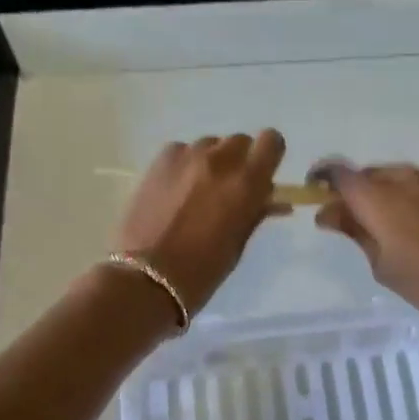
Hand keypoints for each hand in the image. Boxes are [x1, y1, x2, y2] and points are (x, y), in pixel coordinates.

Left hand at [113, 131, 286, 315]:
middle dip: (239, 160)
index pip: (271, 142)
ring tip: (197, 191)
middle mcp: (220, 161)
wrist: (146, 278)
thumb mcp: (238, 244)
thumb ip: (255, 213)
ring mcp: (186, 156)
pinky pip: (181, 151)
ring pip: (209, 145)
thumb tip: (271, 199)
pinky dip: (184, 165)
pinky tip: (174, 190)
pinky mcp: (159, 160)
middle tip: (228, 189)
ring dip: (210, 162)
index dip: (269, 155)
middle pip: (239, 141)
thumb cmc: (202, 271)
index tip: (262, 173)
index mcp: (247, 183)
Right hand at [312, 162, 418, 320]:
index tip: (317, 196)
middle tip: (359, 224)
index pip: (337, 172)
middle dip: (358, 194)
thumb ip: (355, 233)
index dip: (322, 179)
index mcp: (376, 196)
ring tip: (399, 229)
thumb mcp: (384, 266)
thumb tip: (329, 213)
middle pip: (369, 175)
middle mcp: (404, 176)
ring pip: (401, 180)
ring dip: (391, 197)